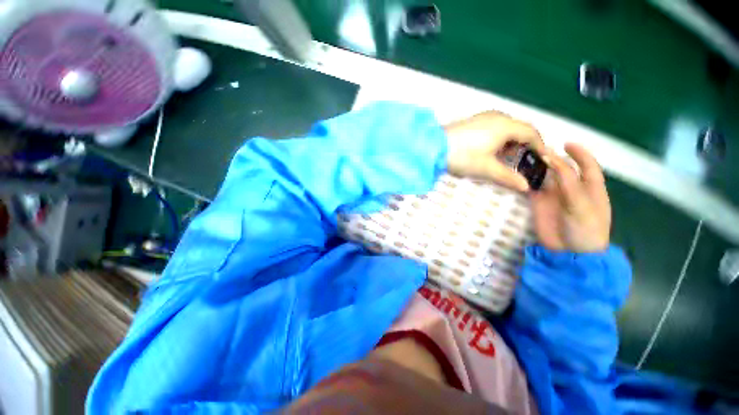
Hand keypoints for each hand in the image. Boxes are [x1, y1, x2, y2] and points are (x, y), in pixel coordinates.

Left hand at [445, 111, 545, 191]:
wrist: (433, 146)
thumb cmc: (462, 156)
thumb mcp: (486, 168)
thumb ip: (508, 177)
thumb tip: (525, 186)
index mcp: (505, 125)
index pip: (532, 133)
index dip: (540, 146)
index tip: (542, 159)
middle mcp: (498, 116)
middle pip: (520, 128)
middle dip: (526, 145)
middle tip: (525, 161)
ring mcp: (484, 116)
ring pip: (507, 127)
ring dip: (511, 141)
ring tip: (508, 158)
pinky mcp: (473, 121)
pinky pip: (495, 127)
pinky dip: (499, 138)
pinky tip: (492, 150)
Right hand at [531, 143, 610, 251]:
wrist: (570, 252)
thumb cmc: (585, 228)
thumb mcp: (581, 204)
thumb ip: (567, 181)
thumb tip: (552, 159)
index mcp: (591, 187)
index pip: (587, 165)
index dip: (580, 153)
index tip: (566, 143)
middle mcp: (572, 188)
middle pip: (563, 168)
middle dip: (553, 158)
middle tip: (537, 149)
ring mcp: (554, 195)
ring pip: (545, 176)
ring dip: (537, 168)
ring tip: (525, 158)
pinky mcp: (539, 203)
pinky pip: (532, 188)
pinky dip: (526, 180)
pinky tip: (518, 174)